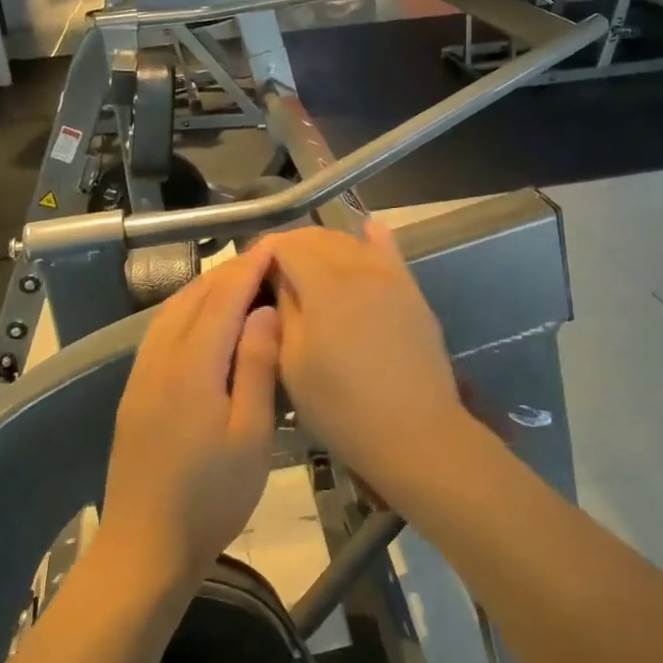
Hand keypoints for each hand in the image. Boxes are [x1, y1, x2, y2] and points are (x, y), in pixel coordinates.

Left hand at [99, 246, 280, 584]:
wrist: (146, 547)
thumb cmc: (212, 497)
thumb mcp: (251, 435)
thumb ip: (256, 366)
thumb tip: (264, 310)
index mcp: (192, 365)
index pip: (223, 298)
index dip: (249, 268)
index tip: (276, 246)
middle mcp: (160, 357)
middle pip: (195, 297)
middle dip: (229, 271)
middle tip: (266, 259)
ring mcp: (141, 373)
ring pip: (173, 310)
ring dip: (206, 287)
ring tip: (240, 279)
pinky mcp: (135, 390)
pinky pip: (160, 330)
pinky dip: (186, 308)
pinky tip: (204, 317)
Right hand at [264, 222, 467, 497]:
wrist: (414, 432)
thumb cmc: (341, 406)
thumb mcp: (292, 363)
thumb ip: (284, 310)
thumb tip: (280, 278)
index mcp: (325, 283)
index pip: (287, 244)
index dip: (264, 251)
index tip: (249, 271)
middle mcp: (359, 267)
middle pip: (318, 238)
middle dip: (291, 247)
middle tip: (273, 274)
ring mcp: (391, 277)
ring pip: (351, 242)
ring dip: (324, 247)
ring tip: (307, 269)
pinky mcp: (412, 292)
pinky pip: (390, 252)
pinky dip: (373, 239)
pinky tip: (368, 230)